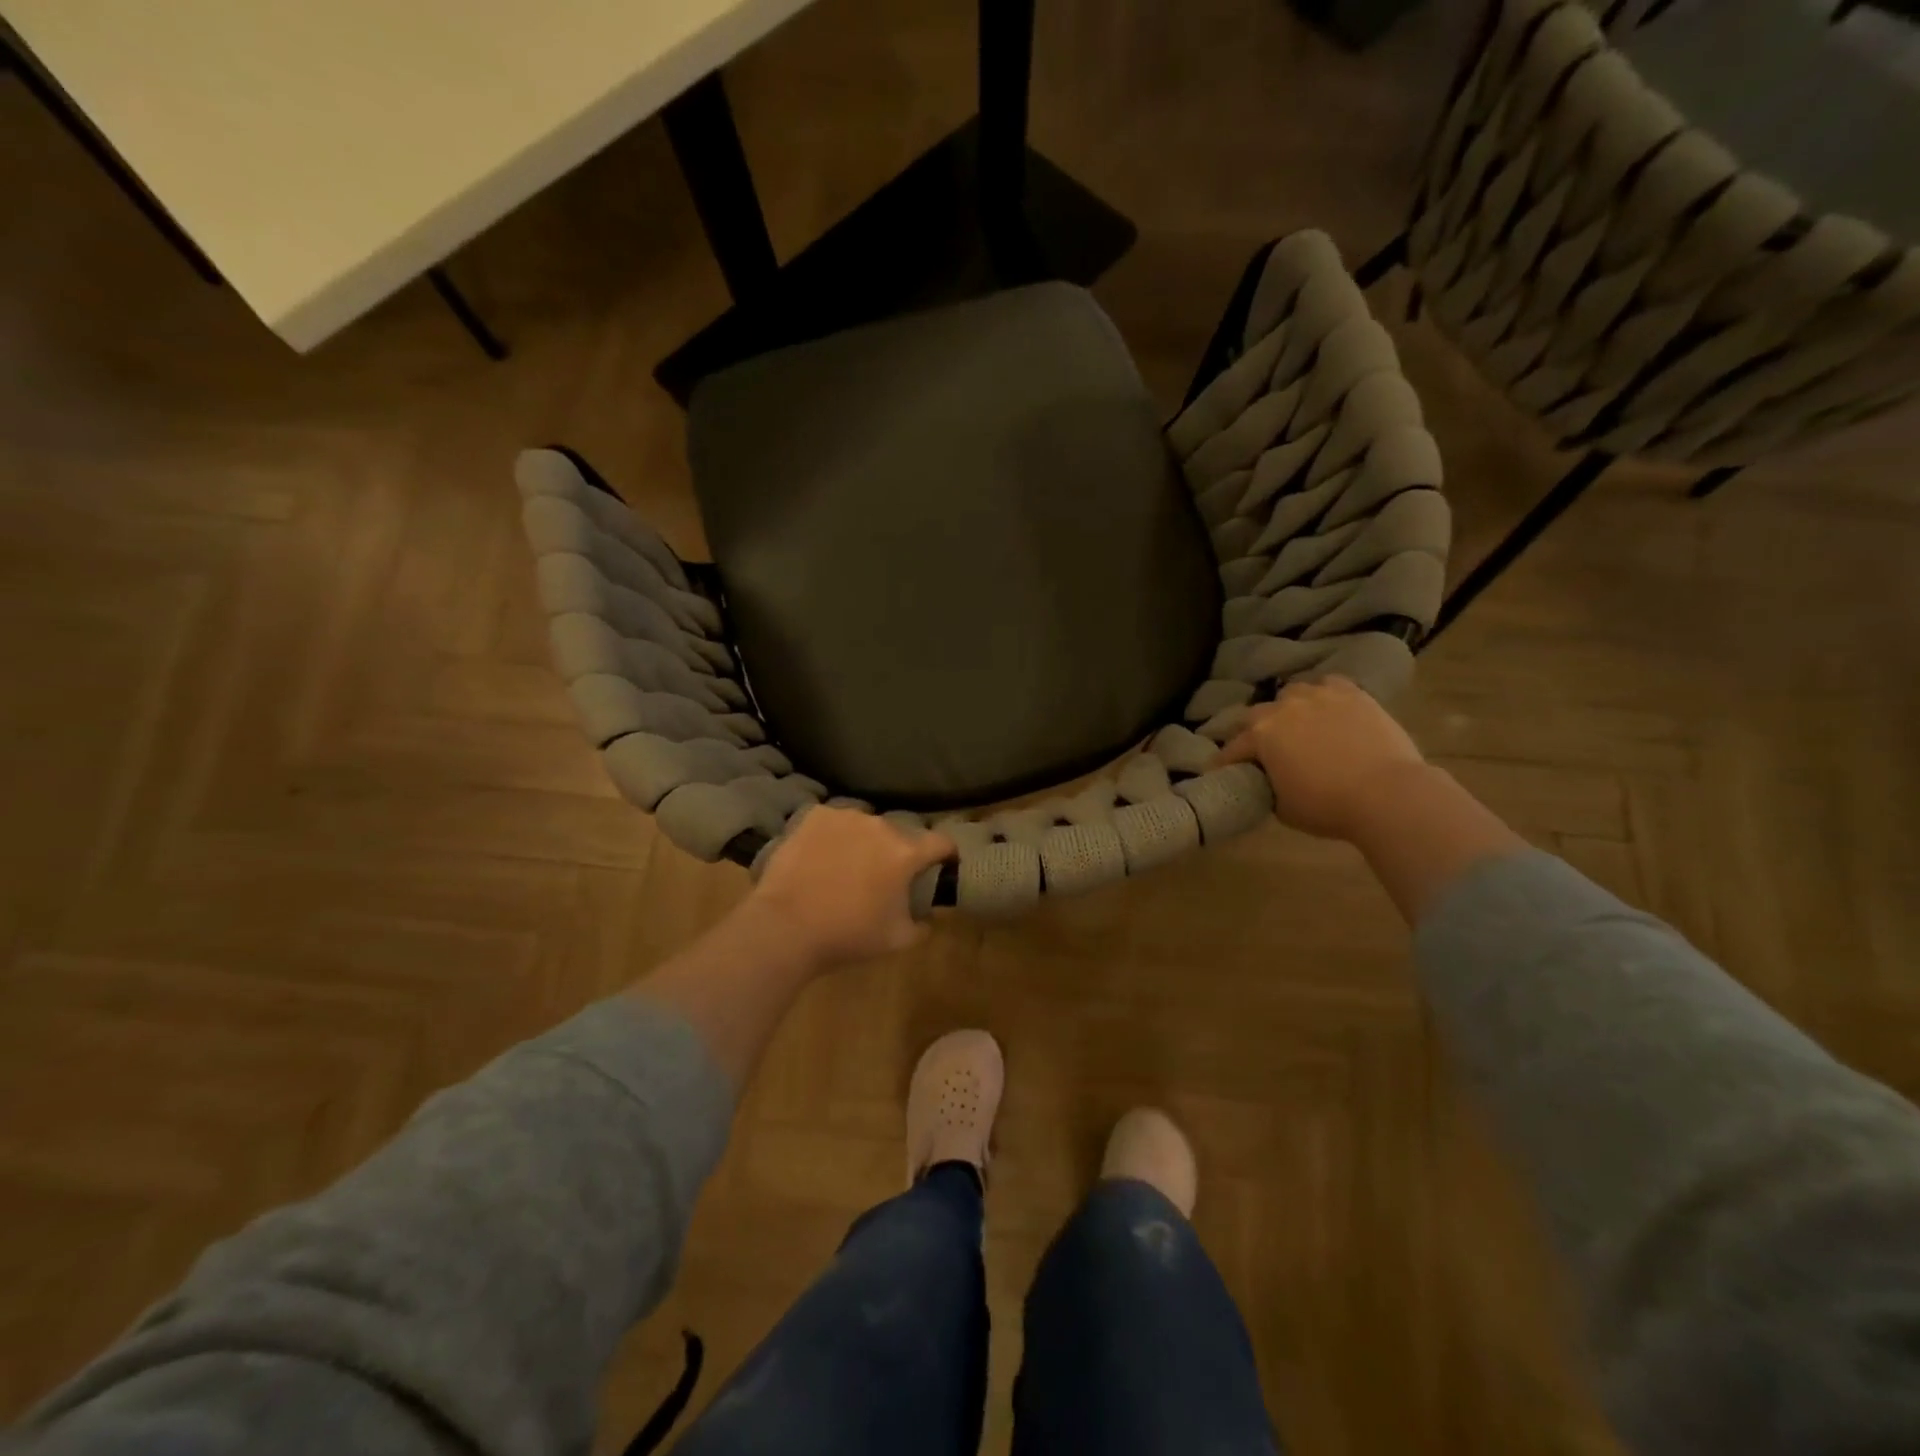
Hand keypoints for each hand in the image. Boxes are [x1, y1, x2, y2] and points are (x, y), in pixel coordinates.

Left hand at [745, 808, 955, 967]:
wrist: (785, 927)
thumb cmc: (847, 935)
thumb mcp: (897, 940)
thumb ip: (923, 925)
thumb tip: (928, 915)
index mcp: (906, 852)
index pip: (941, 842)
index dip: (946, 854)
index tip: (943, 864)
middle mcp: (880, 825)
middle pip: (900, 834)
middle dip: (898, 851)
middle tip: (885, 875)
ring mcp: (845, 817)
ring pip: (866, 825)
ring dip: (865, 840)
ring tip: (848, 864)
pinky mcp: (814, 816)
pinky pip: (834, 821)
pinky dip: (834, 834)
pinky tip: (821, 855)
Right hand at [1214, 676, 1427, 840]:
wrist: (1388, 794)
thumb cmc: (1328, 806)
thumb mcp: (1283, 807)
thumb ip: (1268, 786)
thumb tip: (1270, 781)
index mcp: (1261, 734)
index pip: (1233, 748)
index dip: (1225, 762)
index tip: (1220, 771)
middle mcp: (1285, 707)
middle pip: (1258, 713)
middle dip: (1256, 731)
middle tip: (1263, 749)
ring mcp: (1320, 696)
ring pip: (1294, 693)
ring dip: (1289, 708)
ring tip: (1298, 724)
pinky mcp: (1354, 694)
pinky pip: (1329, 685)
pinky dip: (1323, 695)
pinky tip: (1329, 709)